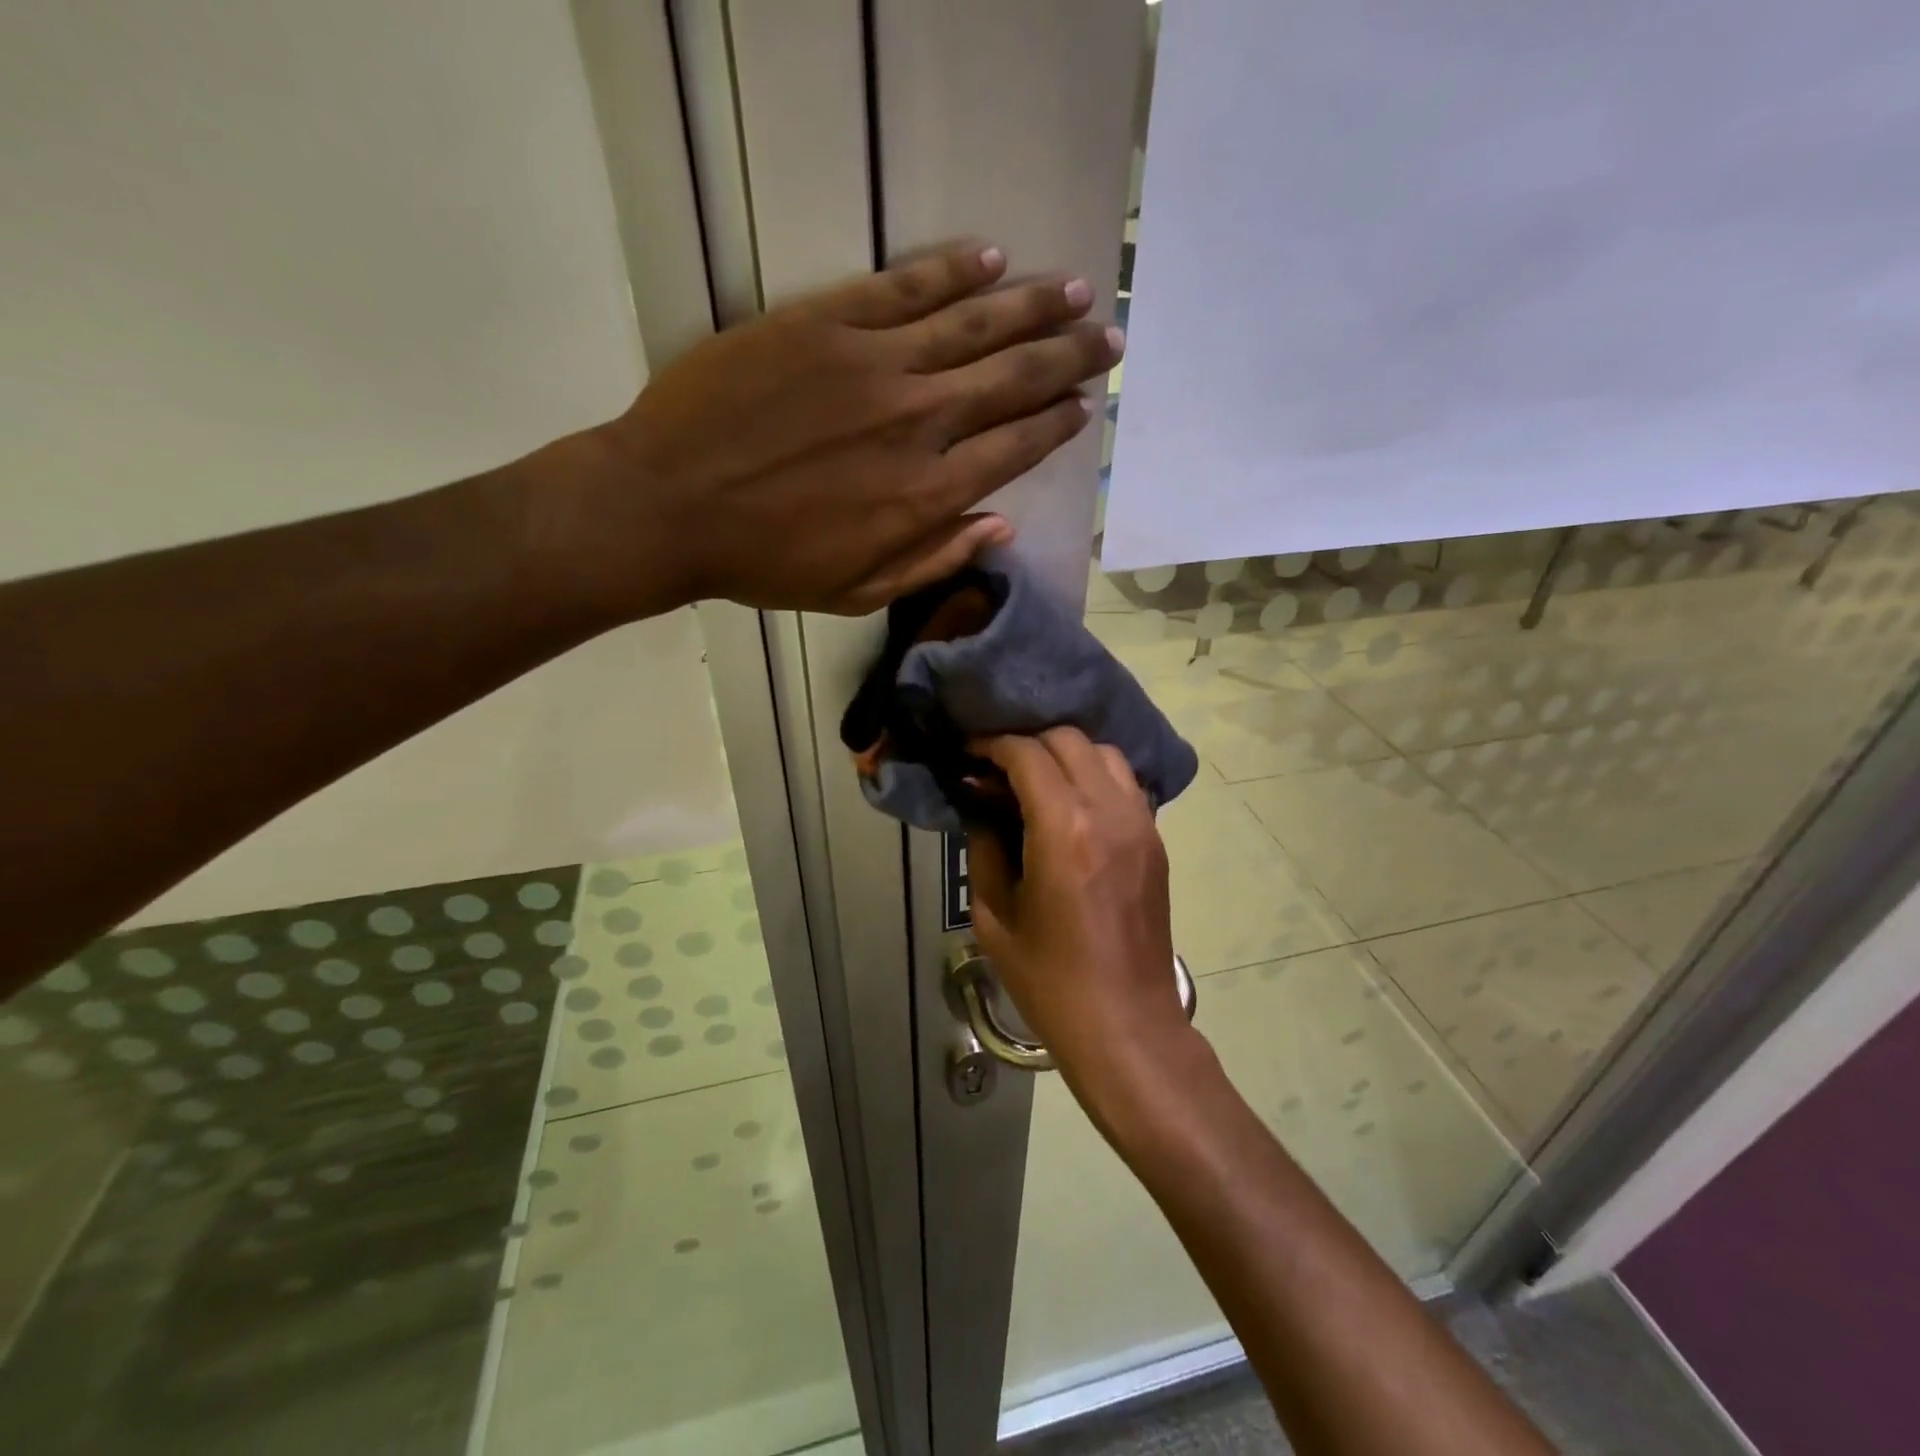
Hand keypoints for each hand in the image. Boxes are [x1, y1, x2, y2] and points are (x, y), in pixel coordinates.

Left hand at [552, 243, 1120, 618]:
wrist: (669, 506)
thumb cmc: (765, 563)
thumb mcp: (858, 591)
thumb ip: (935, 559)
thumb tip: (1001, 525)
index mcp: (926, 494)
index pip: (1015, 448)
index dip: (1055, 424)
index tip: (1085, 406)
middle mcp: (917, 422)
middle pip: (1012, 379)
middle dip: (1069, 358)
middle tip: (1109, 338)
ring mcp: (874, 364)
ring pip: (974, 324)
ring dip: (1033, 307)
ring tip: (1076, 291)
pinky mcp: (827, 322)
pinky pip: (906, 287)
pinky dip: (954, 271)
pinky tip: (993, 259)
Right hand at [967, 729, 1191, 1107]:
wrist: (1126, 1022)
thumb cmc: (1049, 979)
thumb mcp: (994, 915)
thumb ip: (985, 846)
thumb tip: (980, 804)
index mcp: (1062, 828)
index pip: (1027, 753)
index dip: (992, 745)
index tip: (969, 754)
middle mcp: (1108, 811)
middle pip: (1068, 740)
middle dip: (1027, 743)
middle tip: (998, 769)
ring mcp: (1141, 823)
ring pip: (1103, 753)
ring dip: (1066, 755)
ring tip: (1036, 781)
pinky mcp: (1156, 840)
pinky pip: (1125, 783)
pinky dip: (1094, 776)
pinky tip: (1071, 804)